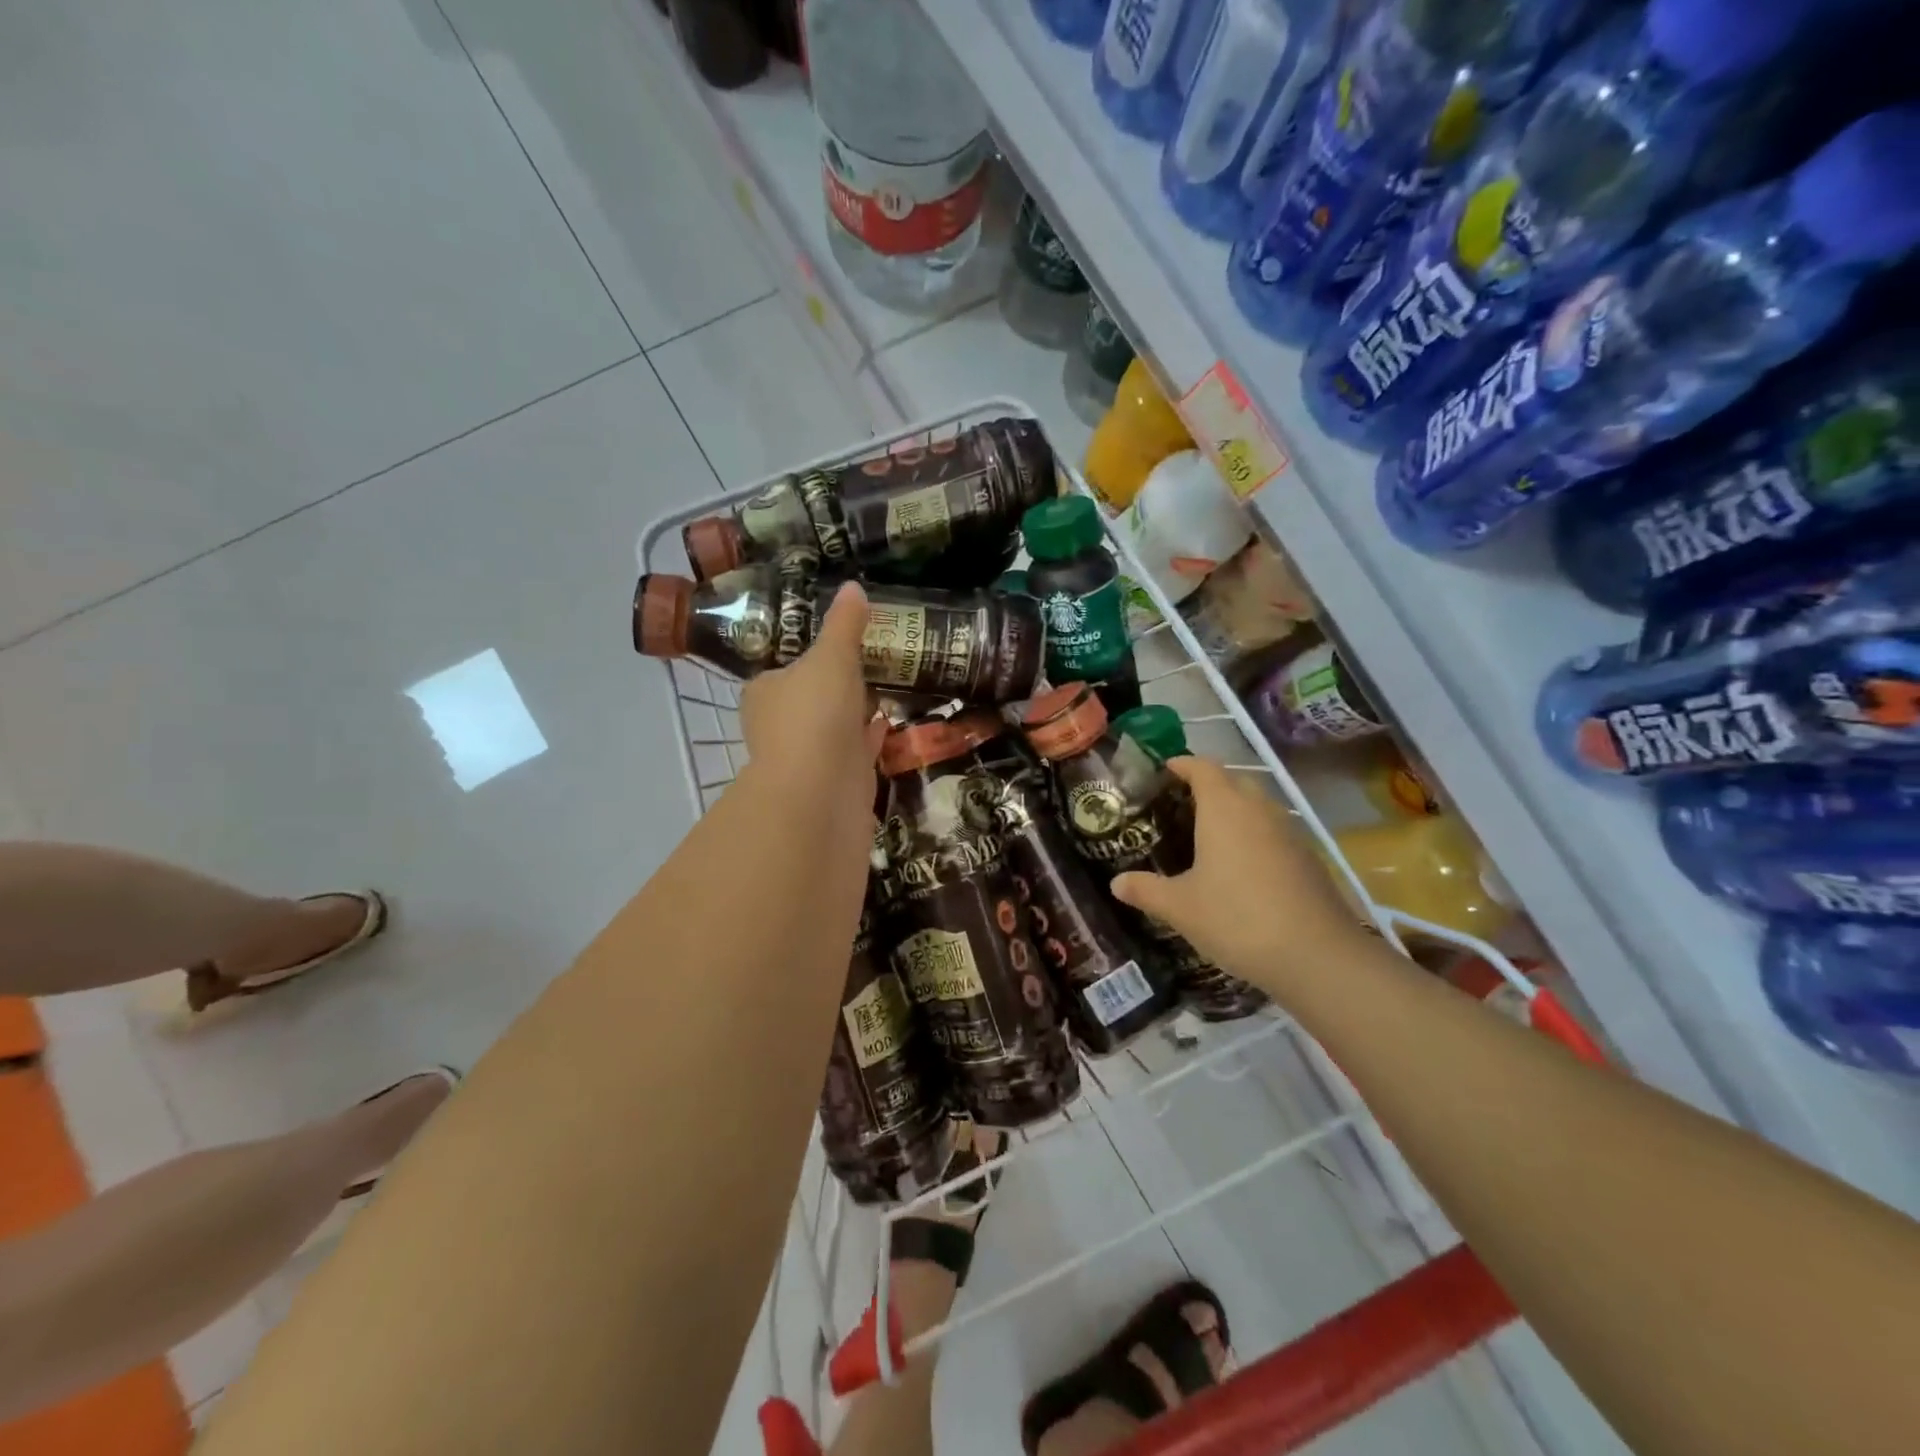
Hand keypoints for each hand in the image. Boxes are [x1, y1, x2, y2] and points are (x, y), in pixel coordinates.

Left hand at [739, 580, 886, 810]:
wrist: (820, 792)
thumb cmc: (815, 714)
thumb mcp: (832, 656)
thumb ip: (844, 624)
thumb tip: (853, 586)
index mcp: (765, 692)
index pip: (783, 670)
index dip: (807, 657)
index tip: (838, 646)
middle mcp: (779, 726)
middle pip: (808, 699)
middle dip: (834, 687)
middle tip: (869, 663)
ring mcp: (807, 757)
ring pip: (832, 727)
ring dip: (854, 712)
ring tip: (884, 687)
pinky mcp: (835, 781)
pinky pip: (855, 751)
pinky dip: (869, 737)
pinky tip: (889, 722)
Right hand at [1110, 756, 1371, 1000]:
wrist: (1317, 956)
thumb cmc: (1237, 919)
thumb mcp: (1180, 908)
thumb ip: (1145, 890)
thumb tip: (1116, 883)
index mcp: (1224, 808)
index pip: (1202, 767)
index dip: (1181, 765)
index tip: (1161, 772)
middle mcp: (1258, 809)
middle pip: (1232, 780)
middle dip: (1206, 785)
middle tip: (1177, 806)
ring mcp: (1288, 832)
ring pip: (1256, 805)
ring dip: (1232, 810)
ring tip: (1204, 835)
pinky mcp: (1307, 857)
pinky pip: (1272, 831)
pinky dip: (1252, 835)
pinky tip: (1238, 868)